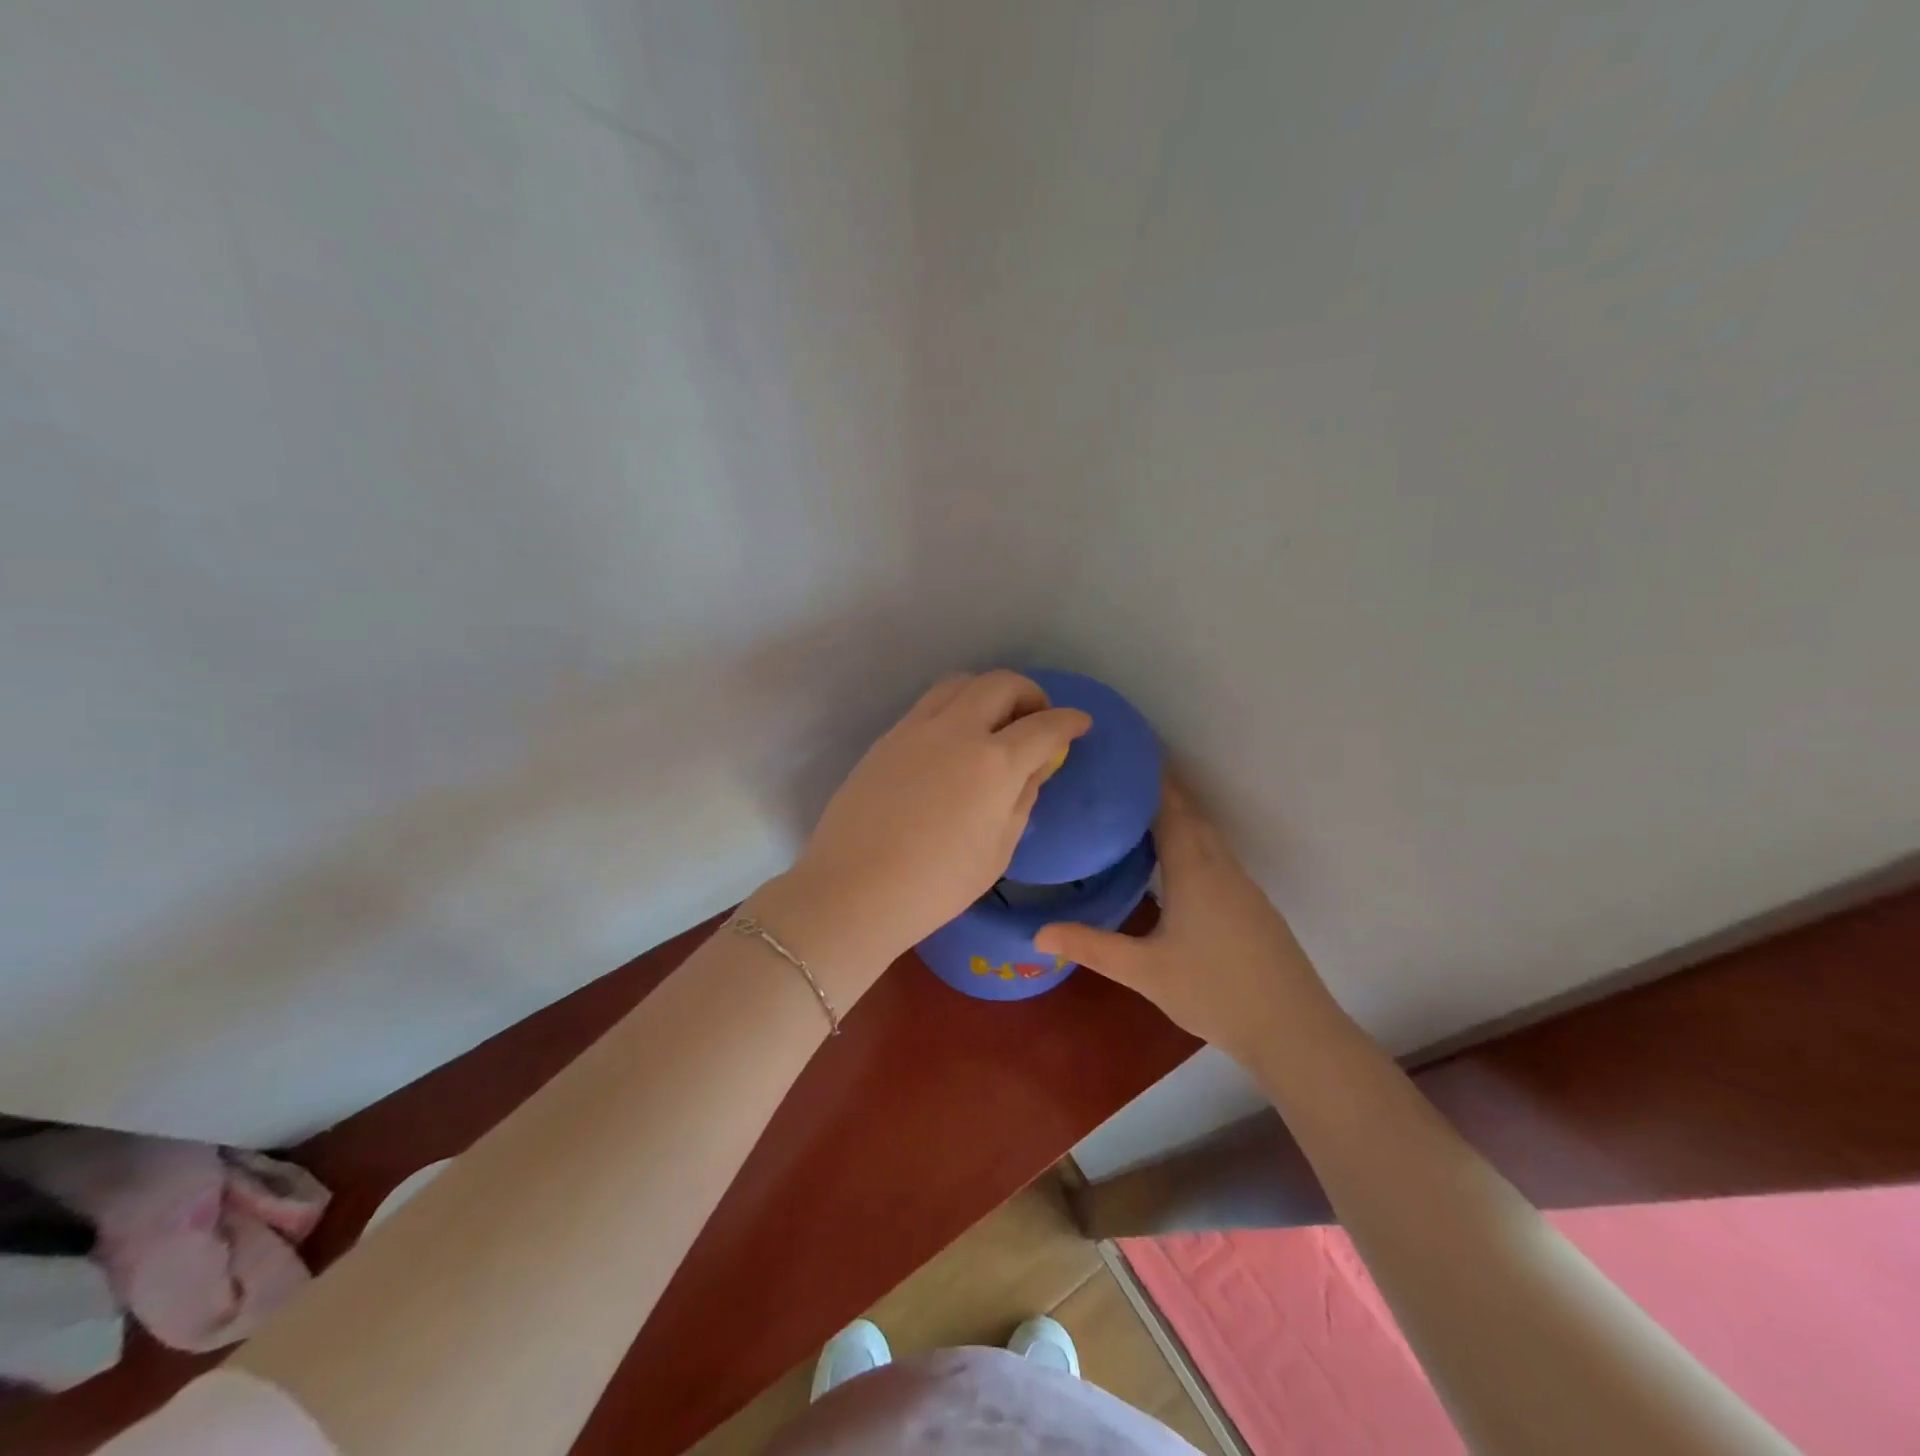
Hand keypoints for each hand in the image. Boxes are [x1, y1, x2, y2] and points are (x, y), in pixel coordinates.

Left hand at [771, 671, 1090, 992]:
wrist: (854, 890)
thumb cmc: (936, 885)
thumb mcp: (998, 849)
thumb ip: (1022, 798)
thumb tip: (1035, 766)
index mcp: (994, 763)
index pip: (1044, 726)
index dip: (1069, 721)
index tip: (1080, 723)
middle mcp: (957, 730)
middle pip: (1001, 684)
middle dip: (1030, 693)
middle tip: (1036, 718)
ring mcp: (916, 729)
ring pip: (960, 683)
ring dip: (988, 691)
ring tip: (994, 720)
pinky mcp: (887, 738)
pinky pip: (929, 704)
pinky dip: (954, 707)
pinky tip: (954, 738)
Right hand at [1034, 777, 1340, 1065]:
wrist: (1294, 1030)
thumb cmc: (1214, 993)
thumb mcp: (1144, 971)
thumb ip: (1091, 946)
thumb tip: (1038, 932)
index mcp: (1194, 869)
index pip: (1170, 807)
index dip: (1150, 778)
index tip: (1125, 753)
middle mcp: (1221, 866)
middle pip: (1191, 814)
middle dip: (1160, 790)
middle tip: (1121, 777)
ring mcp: (1242, 885)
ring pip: (1207, 835)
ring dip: (1179, 814)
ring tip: (1139, 810)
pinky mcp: (1252, 905)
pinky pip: (1217, 855)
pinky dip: (1193, 839)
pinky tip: (1175, 861)